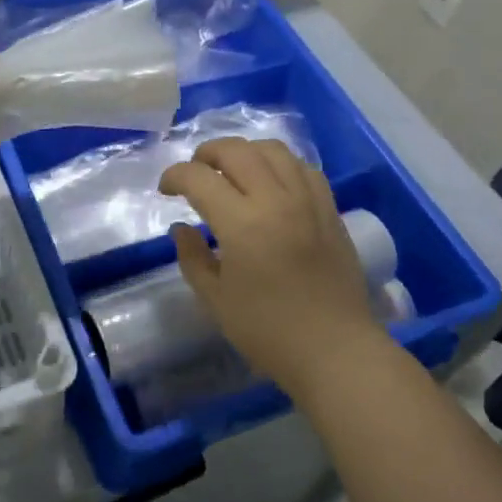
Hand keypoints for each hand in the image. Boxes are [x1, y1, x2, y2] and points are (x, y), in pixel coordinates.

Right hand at [159, 138, 383, 399]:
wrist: (336, 351)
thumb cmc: (269, 332)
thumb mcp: (216, 300)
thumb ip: (192, 257)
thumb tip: (181, 228)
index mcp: (242, 224)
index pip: (199, 178)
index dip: (174, 176)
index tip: (165, 190)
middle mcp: (275, 200)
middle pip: (236, 150)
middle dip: (206, 153)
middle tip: (195, 173)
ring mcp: (307, 201)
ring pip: (272, 150)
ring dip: (244, 152)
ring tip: (232, 171)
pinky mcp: (330, 209)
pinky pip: (302, 167)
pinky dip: (279, 164)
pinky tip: (270, 182)